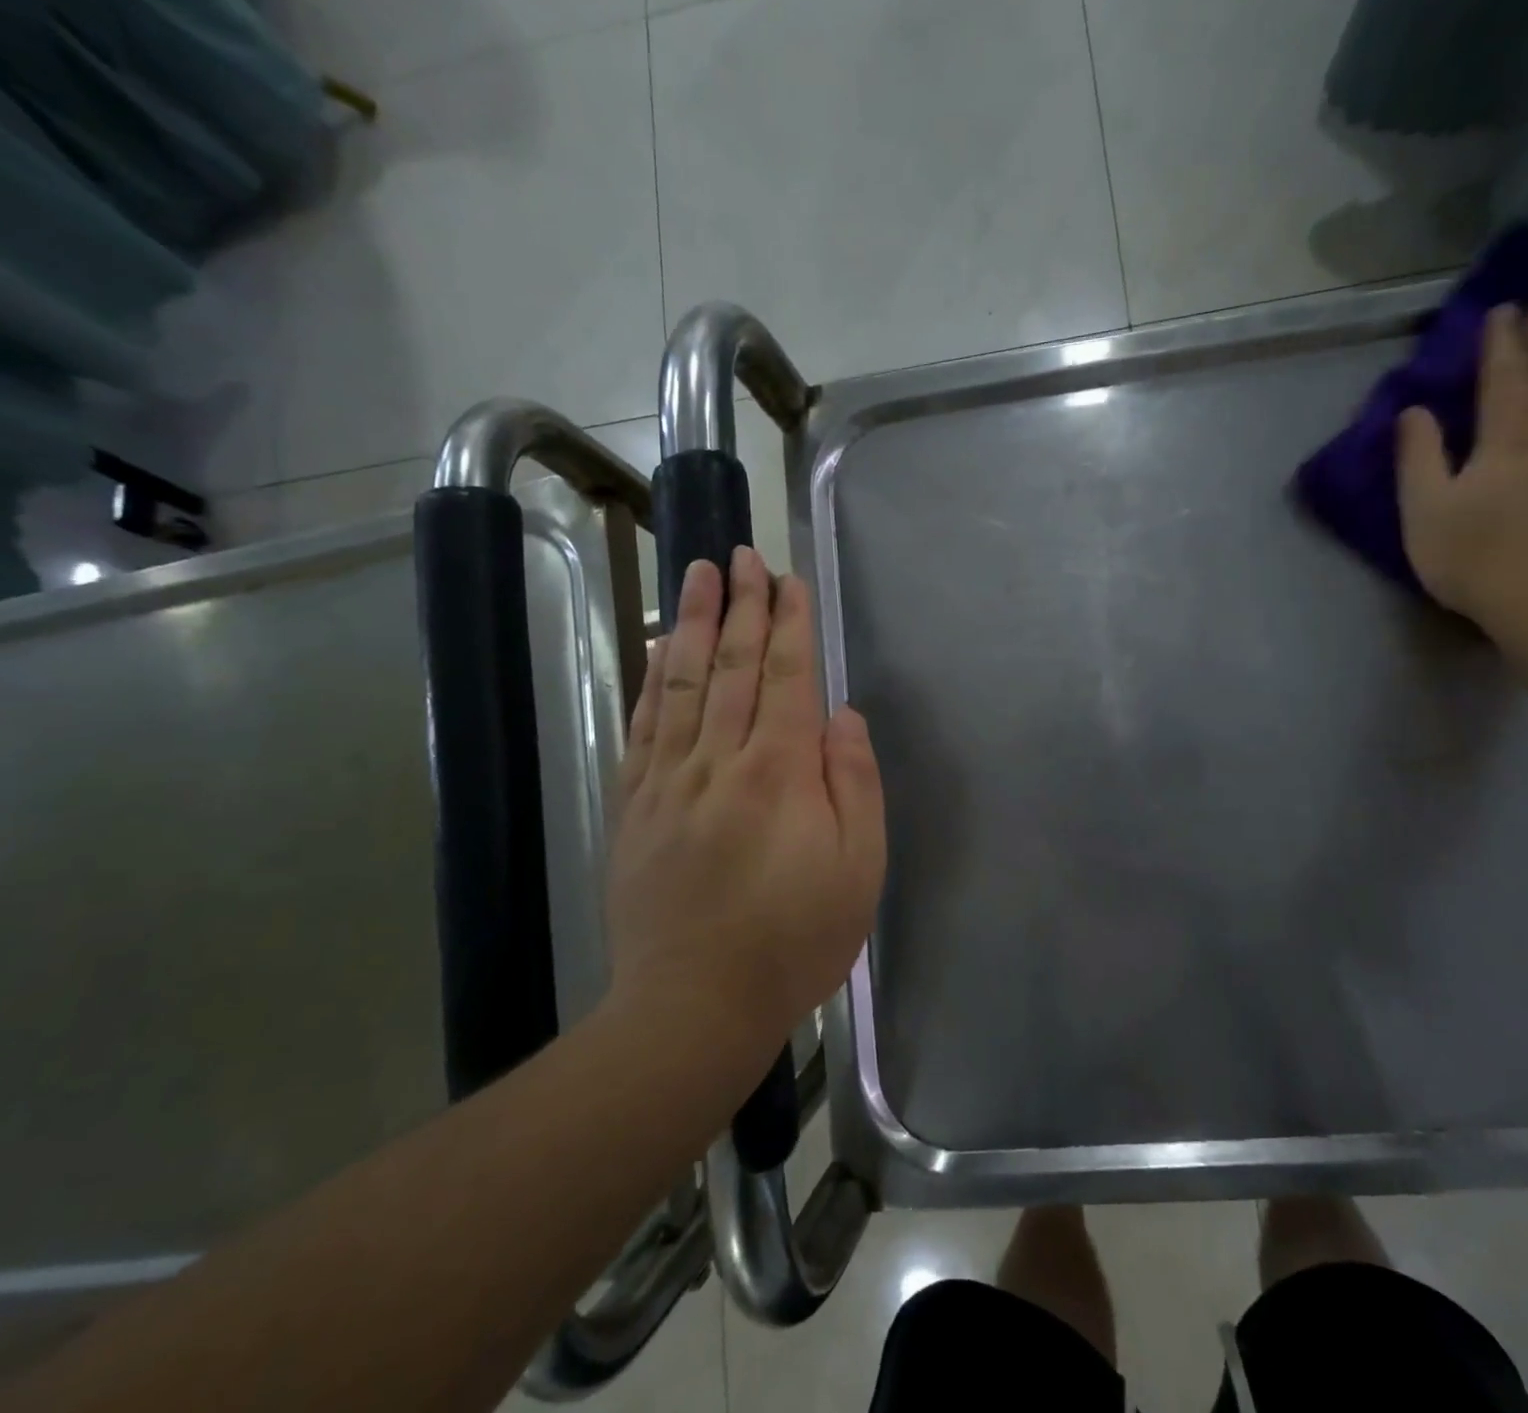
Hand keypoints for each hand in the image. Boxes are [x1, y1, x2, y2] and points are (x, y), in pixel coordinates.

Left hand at [605, 548, 885, 1054]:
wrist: (695, 1005)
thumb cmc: (795, 939)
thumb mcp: (860, 868)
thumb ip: (855, 783)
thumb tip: (843, 716)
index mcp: (780, 772)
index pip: (785, 676)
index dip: (788, 623)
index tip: (789, 578)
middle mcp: (719, 761)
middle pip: (730, 665)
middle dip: (740, 604)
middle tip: (742, 554)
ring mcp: (668, 781)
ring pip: (680, 682)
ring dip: (690, 621)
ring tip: (697, 573)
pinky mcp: (634, 805)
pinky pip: (644, 725)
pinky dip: (650, 678)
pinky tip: (654, 647)